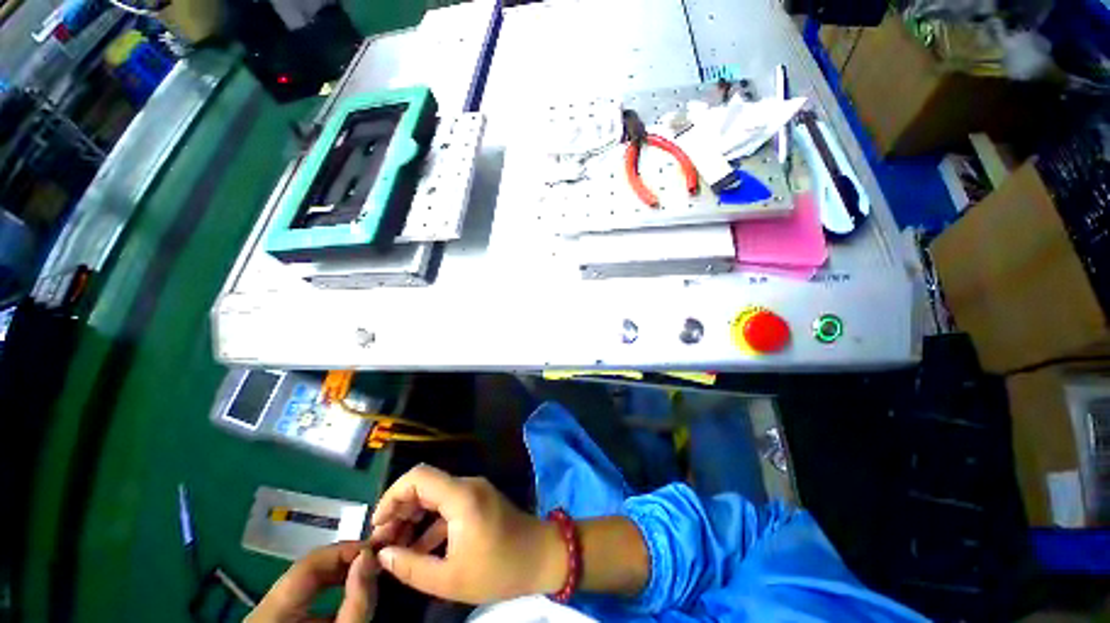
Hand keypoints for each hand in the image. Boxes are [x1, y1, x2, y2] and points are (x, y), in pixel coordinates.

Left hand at [248, 541, 377, 622]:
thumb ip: (356, 600)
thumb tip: (370, 555)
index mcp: (271, 609)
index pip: (310, 561)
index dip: (346, 549)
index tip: (377, 549)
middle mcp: (264, 605)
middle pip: (310, 568)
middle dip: (346, 559)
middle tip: (376, 559)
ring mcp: (268, 611)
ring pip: (309, 579)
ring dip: (341, 572)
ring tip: (367, 572)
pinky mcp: (277, 616)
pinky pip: (306, 593)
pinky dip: (331, 588)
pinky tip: (349, 592)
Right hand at [370, 464, 566, 603]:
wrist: (542, 557)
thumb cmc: (499, 569)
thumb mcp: (450, 579)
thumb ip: (411, 567)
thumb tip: (383, 555)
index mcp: (461, 496)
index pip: (418, 477)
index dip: (392, 496)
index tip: (378, 526)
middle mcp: (467, 485)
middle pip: (424, 485)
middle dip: (399, 510)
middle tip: (383, 542)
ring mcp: (474, 492)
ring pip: (435, 496)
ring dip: (413, 518)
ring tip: (395, 548)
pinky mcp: (479, 501)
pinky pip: (448, 505)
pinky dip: (430, 522)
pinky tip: (419, 548)